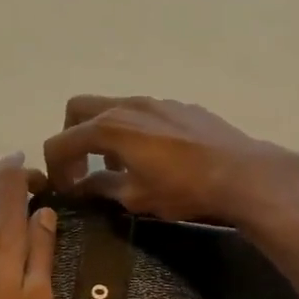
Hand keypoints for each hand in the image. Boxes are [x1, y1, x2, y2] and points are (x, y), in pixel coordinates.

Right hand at [39, 96, 298, 224]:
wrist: (243, 174)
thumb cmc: (184, 189)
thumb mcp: (135, 197)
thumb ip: (102, 187)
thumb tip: (81, 186)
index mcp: (109, 127)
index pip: (61, 142)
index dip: (55, 168)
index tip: (66, 190)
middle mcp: (128, 105)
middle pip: (78, 109)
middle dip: (72, 137)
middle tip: (81, 167)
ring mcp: (156, 101)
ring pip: (113, 108)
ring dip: (104, 134)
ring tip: (118, 166)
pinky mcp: (180, 106)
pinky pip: (143, 112)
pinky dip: (133, 130)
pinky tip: (154, 157)